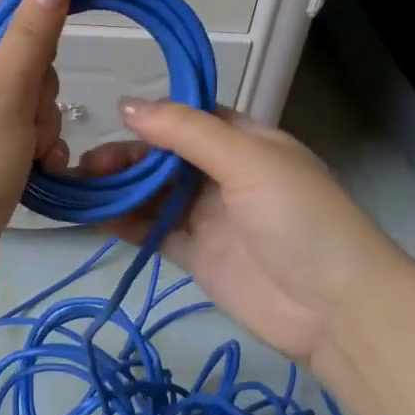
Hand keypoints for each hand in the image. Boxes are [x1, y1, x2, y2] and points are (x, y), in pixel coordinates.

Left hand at [0, 0, 72, 306]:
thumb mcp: (5, 90)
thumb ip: (34, 33)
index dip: (30, 37)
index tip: (47, 66)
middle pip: (14, 67)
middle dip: (38, 96)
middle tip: (30, 124)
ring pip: (21, 108)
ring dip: (40, 130)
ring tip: (34, 157)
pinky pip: (13, 143)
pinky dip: (32, 155)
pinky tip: (41, 173)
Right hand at [80, 100, 414, 363]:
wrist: (334, 309)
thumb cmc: (299, 217)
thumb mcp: (248, 160)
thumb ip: (187, 132)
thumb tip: (127, 105)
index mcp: (244, 141)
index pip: (190, 118)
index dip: (152, 116)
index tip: (111, 118)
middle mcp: (223, 174)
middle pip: (164, 156)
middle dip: (127, 155)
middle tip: (87, 164)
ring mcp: (208, 216)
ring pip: (153, 193)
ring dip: (118, 187)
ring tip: (80, 186)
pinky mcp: (195, 255)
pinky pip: (152, 230)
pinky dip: (123, 221)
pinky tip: (93, 215)